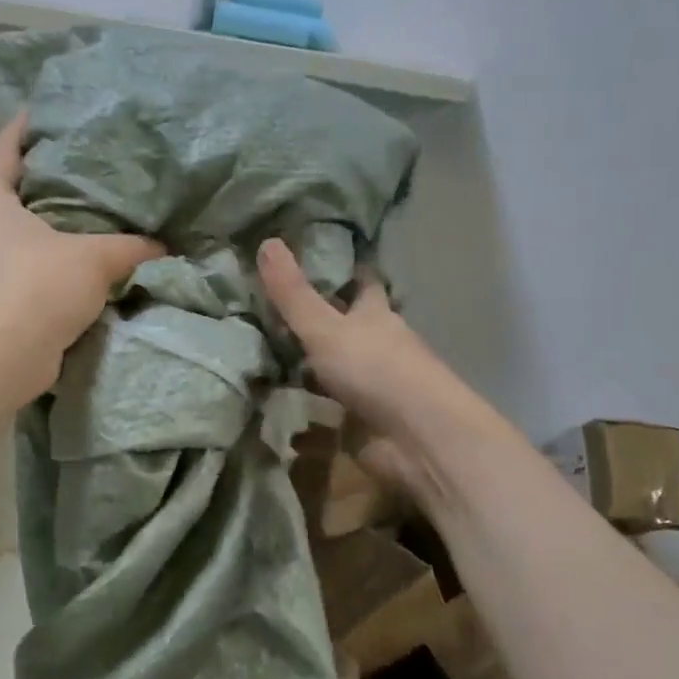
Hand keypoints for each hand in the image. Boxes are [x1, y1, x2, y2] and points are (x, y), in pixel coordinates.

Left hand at [0, 113, 164, 401]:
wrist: (4, 357)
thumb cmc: (38, 286)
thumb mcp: (94, 258)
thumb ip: (132, 247)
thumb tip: (164, 246)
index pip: (4, 148)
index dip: (24, 127)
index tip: (49, 110)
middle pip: (18, 189)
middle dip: (51, 175)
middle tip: (93, 159)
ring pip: (31, 231)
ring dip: (61, 223)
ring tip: (103, 208)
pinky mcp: (8, 297)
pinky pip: (40, 266)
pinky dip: (65, 259)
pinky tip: (97, 257)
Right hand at [258, 237, 465, 498]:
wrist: (417, 437)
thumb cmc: (375, 369)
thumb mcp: (325, 327)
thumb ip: (293, 293)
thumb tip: (267, 240)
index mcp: (374, 315)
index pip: (361, 282)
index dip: (342, 269)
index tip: (313, 257)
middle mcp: (375, 346)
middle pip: (344, 328)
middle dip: (314, 323)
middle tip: (267, 313)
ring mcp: (369, 388)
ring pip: (332, 373)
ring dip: (306, 372)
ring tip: (261, 364)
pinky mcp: (361, 425)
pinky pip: (326, 420)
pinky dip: (306, 423)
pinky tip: (279, 420)